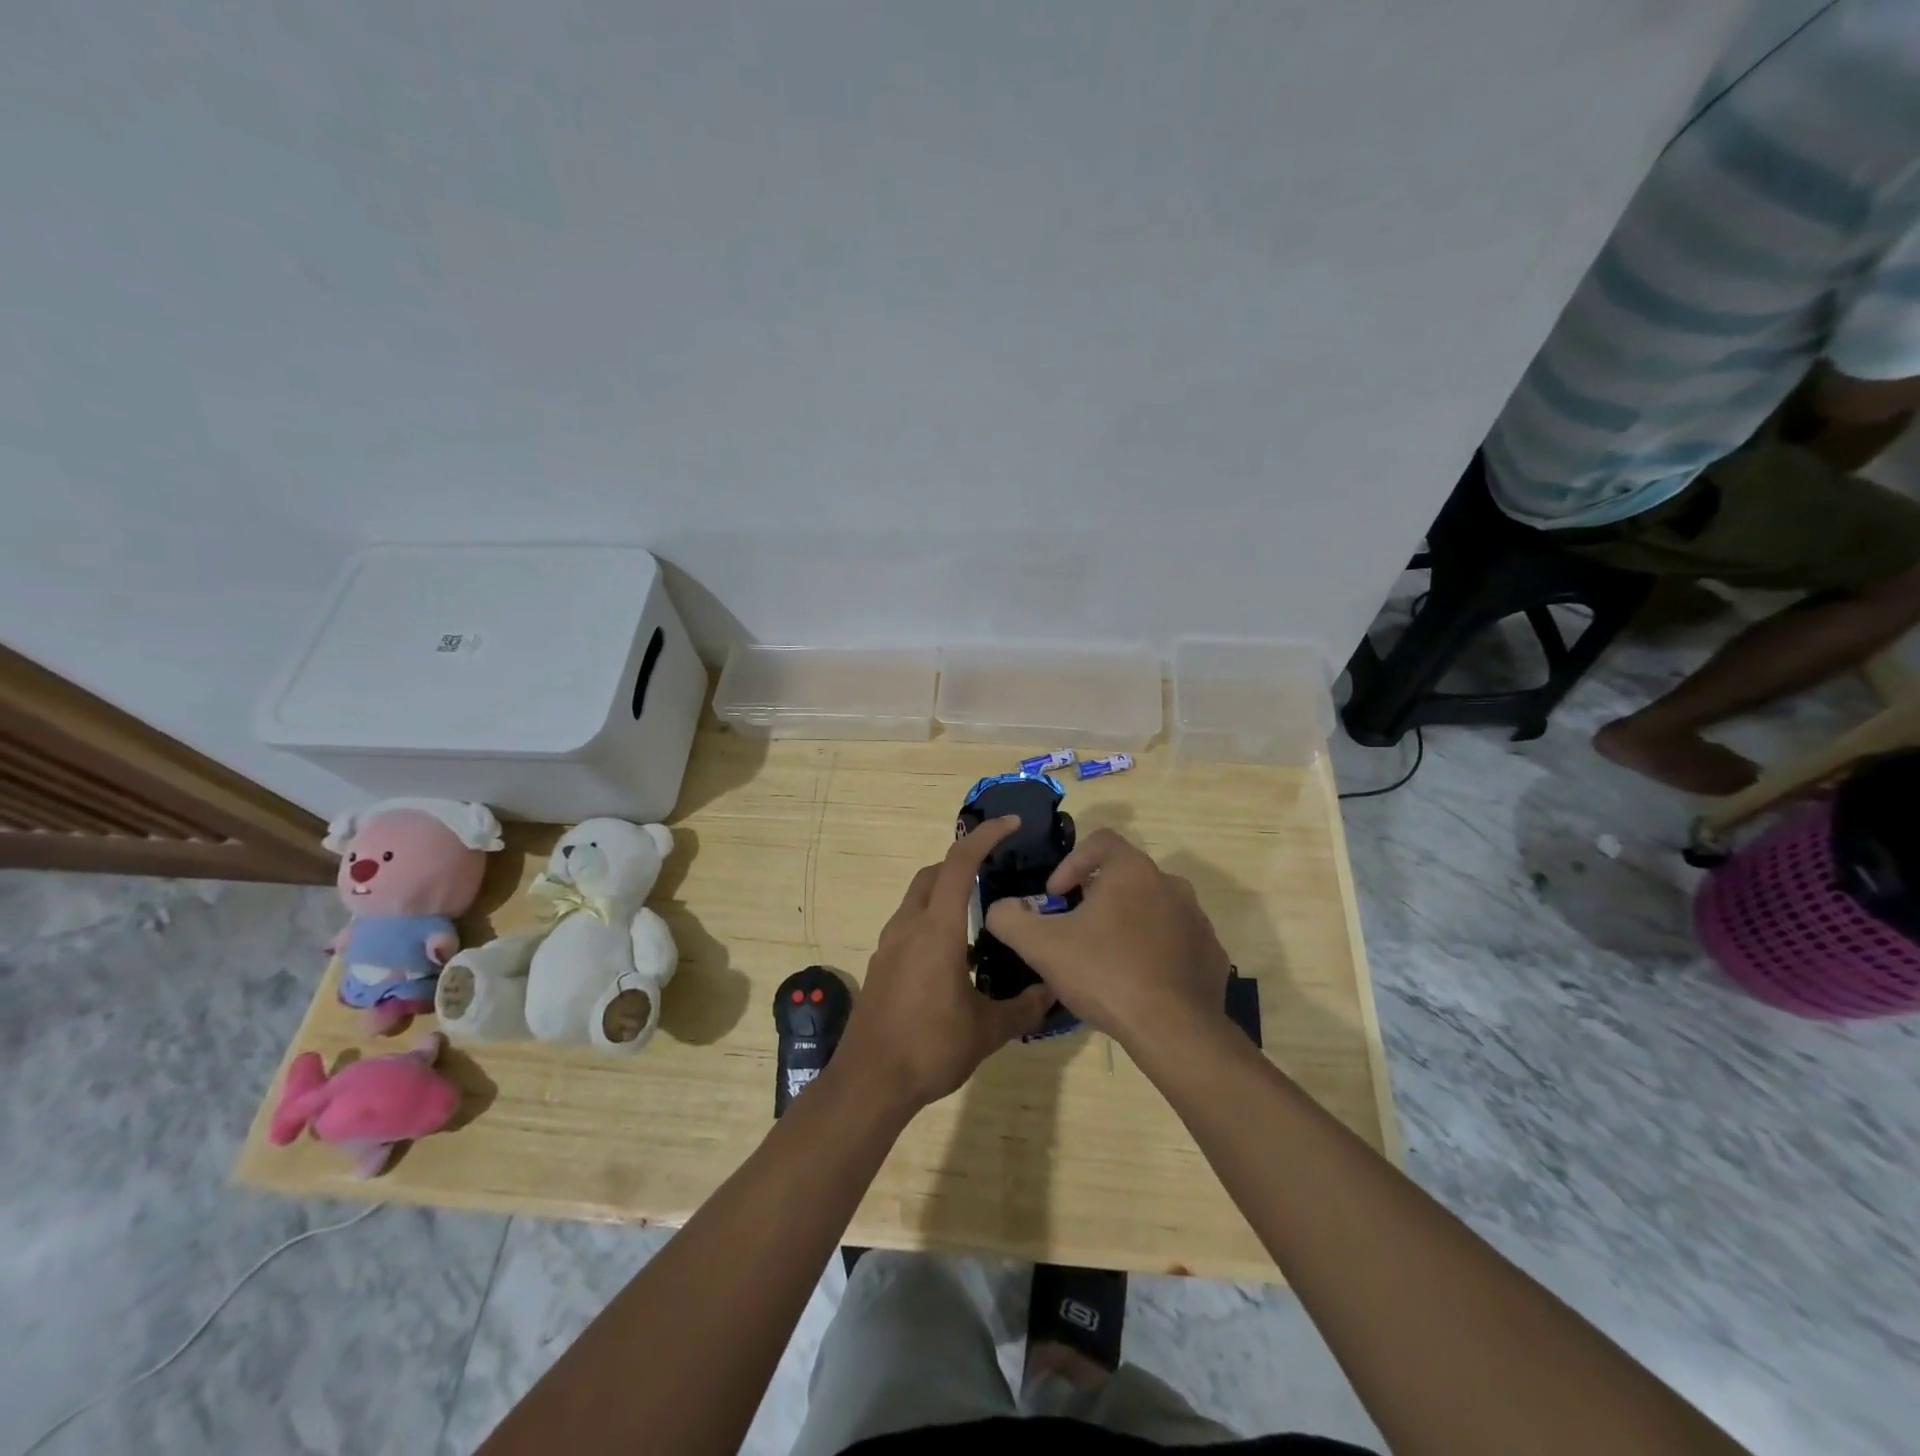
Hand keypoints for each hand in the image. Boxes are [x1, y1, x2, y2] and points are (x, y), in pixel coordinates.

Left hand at [838, 817, 1052, 1110]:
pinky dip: (931, 921)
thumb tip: (1054, 992)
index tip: (1010, 825)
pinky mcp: (881, 966)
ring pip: (917, 900)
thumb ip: (1023, 1008)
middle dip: (962, 862)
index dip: (985, 837)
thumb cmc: (930, 1047)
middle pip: (932, 874)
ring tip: (978, 915)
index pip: (959, 864)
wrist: (869, 1082)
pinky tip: (954, 956)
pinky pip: (908, 926)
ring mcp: (889, 946)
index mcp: (936, 929)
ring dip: (944, 893)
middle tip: (994, 870)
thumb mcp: (987, 1030)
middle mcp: (908, 927)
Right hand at [983, 828, 1230, 1048]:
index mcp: (1132, 870)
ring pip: (1152, 907)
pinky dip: (1155, 950)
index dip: (1071, 863)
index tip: (1057, 896)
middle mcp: (1170, 884)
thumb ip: (1010, 918)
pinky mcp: (1211, 953)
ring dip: (1127, 922)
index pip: (1099, 841)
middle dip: (1097, 896)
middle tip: (1075, 929)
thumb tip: (1001, 908)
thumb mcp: (1040, 946)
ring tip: (1106, 957)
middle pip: (1125, 875)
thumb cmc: (1104, 974)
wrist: (1174, 1030)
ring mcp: (1197, 919)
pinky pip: (1176, 940)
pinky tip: (1138, 980)